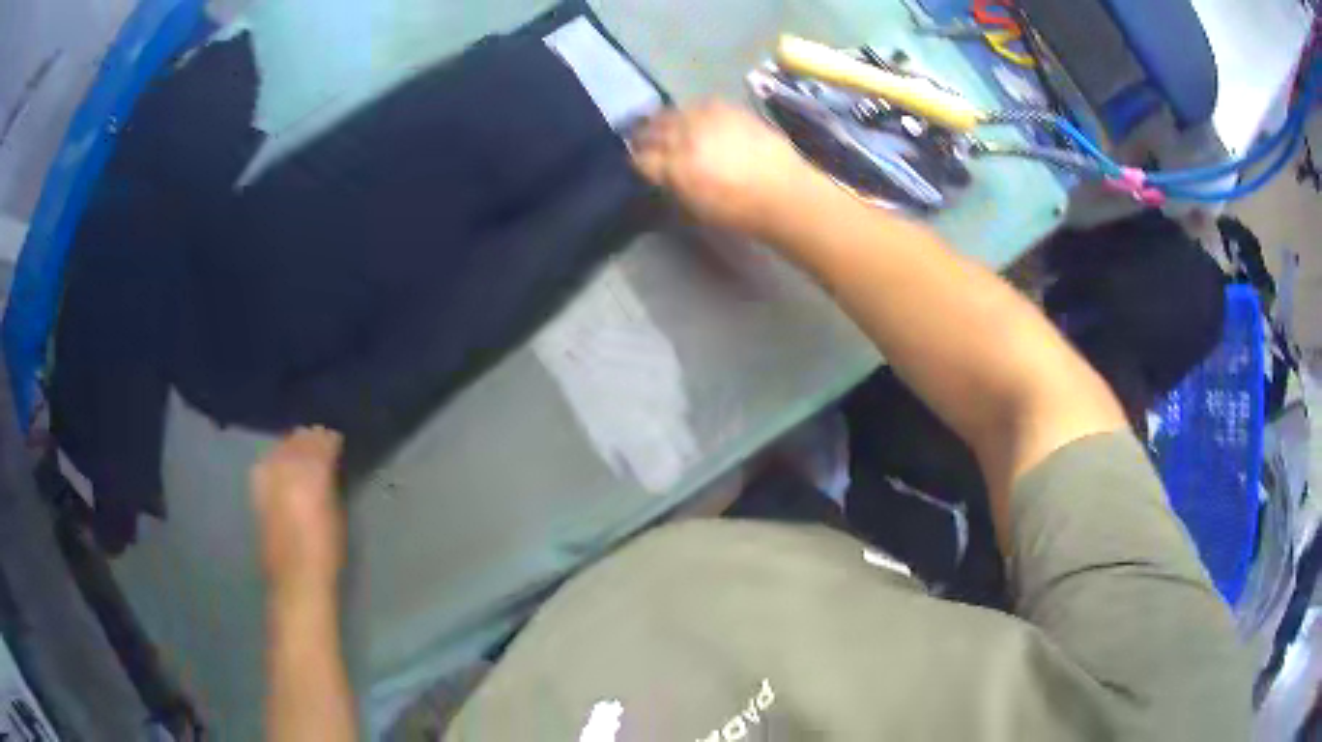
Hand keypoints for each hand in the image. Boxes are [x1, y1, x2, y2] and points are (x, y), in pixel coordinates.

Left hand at [251, 427, 345, 600]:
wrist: (296, 579)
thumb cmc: (327, 551)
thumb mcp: (337, 513)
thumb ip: (330, 482)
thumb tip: (330, 463)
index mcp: (311, 475)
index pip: (322, 442)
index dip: (331, 439)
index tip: (339, 440)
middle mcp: (286, 469)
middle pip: (298, 440)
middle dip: (311, 439)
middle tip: (323, 442)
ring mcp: (268, 478)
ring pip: (281, 448)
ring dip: (293, 446)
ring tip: (303, 451)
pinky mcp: (257, 490)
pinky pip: (267, 462)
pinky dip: (277, 458)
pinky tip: (282, 463)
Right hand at [631, 101, 818, 239]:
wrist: (784, 193)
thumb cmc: (740, 212)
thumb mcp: (696, 208)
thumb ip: (672, 186)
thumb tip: (659, 173)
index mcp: (676, 169)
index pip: (641, 159)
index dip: (636, 161)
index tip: (638, 164)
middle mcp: (686, 137)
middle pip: (653, 131)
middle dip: (645, 137)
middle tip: (644, 143)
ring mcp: (707, 119)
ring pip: (672, 114)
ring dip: (665, 121)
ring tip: (667, 128)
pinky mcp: (727, 109)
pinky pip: (699, 105)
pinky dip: (693, 113)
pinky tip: (696, 120)